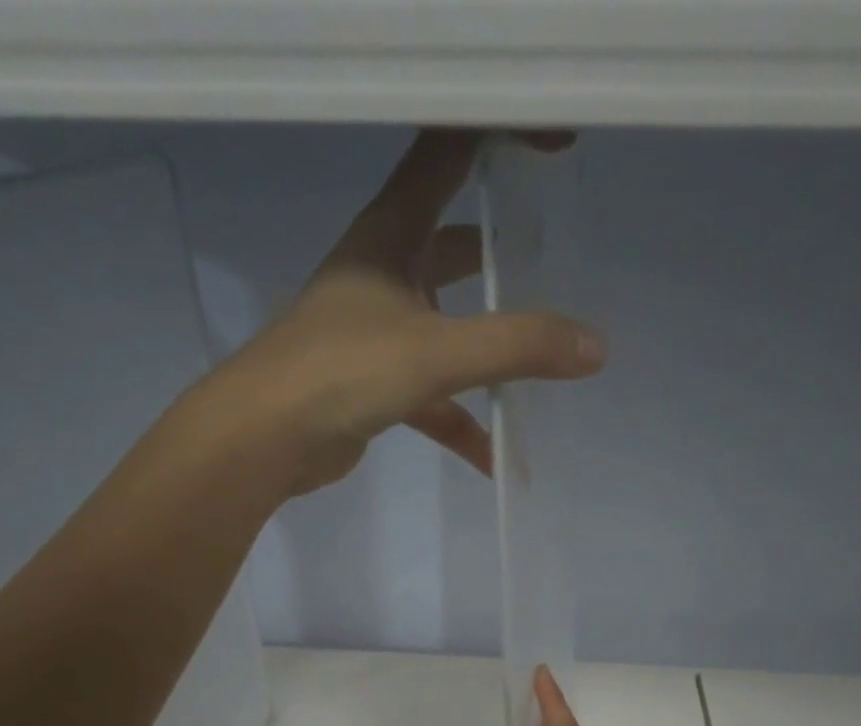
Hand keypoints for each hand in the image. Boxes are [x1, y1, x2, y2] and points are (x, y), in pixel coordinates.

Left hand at [213, 129, 605, 495]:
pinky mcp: (371, 386)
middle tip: (555, 260)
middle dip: (502, 252)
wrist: (265, 439)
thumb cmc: (342, 372)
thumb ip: (517, 348)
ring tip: (540, 367)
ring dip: (487, 353)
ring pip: (446, 329)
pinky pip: (430, 397)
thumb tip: (594, 348)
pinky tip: (493, 454)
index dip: (502, 135)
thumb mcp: (437, 352)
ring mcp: (375, 333)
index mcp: (391, 235)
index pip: (449, 153)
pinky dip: (459, 422)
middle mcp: (382, 274)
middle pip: (453, 244)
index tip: (558, 145)